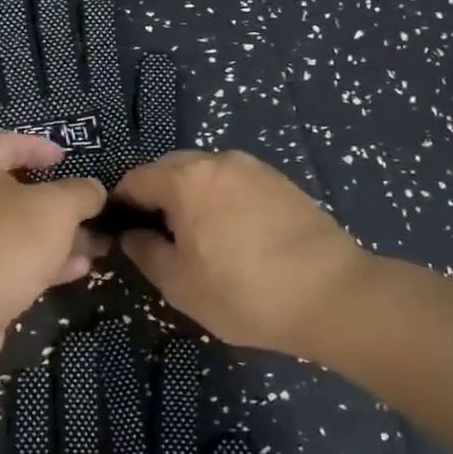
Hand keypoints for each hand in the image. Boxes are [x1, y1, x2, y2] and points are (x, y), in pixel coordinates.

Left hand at [0, 132, 107, 375]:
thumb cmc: (4, 244)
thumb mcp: (56, 208)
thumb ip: (81, 193)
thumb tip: (93, 190)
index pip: (3, 143)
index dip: (35, 146)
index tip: (64, 158)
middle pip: (13, 192)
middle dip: (55, 202)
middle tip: (88, 210)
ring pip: (15, 232)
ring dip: (55, 237)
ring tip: (95, 245)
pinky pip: (9, 263)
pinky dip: (42, 263)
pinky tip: (77, 272)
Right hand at [113, 150, 374, 354]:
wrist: (332, 293)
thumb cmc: (245, 292)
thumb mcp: (180, 284)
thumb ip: (145, 252)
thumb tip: (131, 234)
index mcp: (186, 179)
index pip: (135, 179)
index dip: (120, 204)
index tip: (120, 232)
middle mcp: (217, 161)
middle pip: (169, 168)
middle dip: (156, 196)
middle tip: (158, 237)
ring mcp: (253, 167)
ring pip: (204, 173)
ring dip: (190, 196)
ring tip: (197, 237)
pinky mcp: (279, 180)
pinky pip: (234, 181)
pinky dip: (220, 198)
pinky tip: (232, 233)